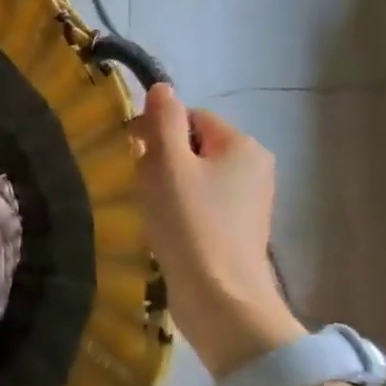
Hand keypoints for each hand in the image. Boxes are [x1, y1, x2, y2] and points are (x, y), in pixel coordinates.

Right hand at [130, 83, 301, 376]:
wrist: (220, 297)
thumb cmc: (190, 224)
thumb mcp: (167, 165)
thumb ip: (162, 121)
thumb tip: (162, 88)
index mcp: (242, 145)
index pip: (191, 117)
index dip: (157, 129)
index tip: (131, 151)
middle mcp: (254, 167)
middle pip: (194, 145)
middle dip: (162, 158)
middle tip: (140, 183)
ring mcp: (250, 200)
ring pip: (196, 174)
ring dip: (168, 184)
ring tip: (151, 208)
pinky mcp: (240, 228)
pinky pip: (203, 201)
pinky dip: (181, 207)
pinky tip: (166, 227)